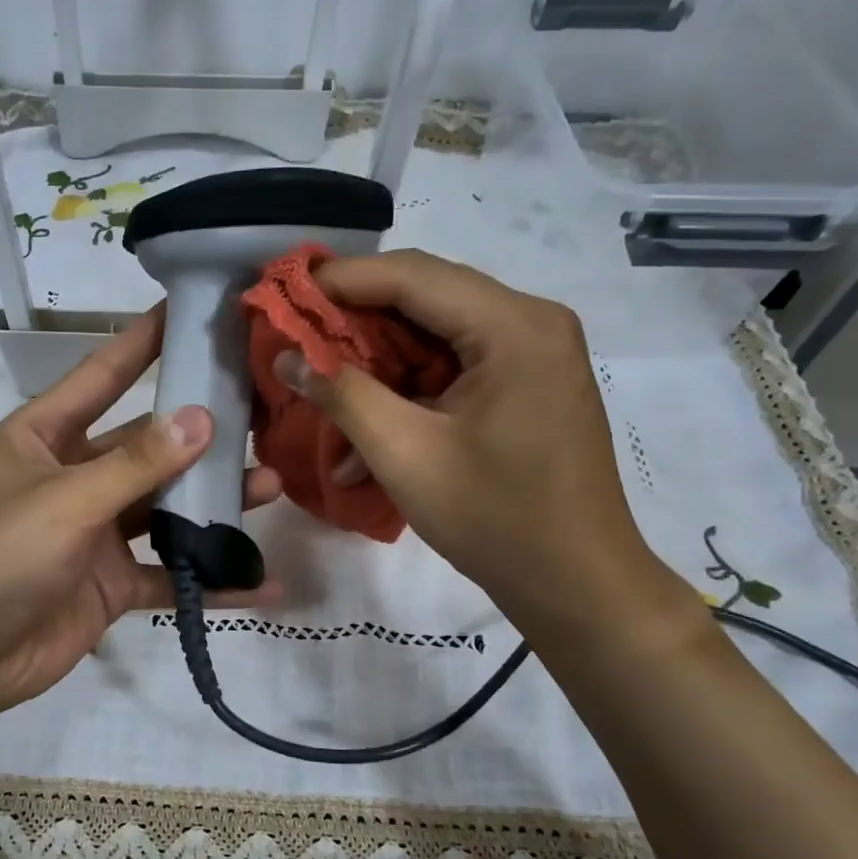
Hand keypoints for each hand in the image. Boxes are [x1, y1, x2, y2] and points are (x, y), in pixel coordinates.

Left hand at [0, 306, 282, 718]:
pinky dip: (208, 579)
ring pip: (165, 509)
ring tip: (272, 485)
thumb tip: (201, 418)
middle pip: (146, 446)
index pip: (102, 376)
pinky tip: (260, 582)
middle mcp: (73, 477)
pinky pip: (169, 573)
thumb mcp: (66, 500)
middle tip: (261, 414)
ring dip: (213, 504)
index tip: (191, 309)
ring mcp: (95, 533)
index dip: (144, 342)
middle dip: (200, 435)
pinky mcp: (112, 583)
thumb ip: (136, 464)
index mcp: (44, 438)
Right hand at [272, 251, 695, 639]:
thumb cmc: (493, 517)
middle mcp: (530, 323)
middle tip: (294, 339)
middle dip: (354, 323)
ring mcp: (531, 356)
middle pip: (424, 300)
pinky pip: (453, 371)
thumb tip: (286, 356)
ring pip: (434, 338)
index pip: (412, 276)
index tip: (282, 293)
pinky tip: (367, 433)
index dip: (340, 280)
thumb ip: (341, 394)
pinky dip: (408, 394)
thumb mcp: (404, 453)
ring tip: (322, 390)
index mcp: (512, 326)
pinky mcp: (525, 387)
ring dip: (378, 366)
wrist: (575, 582)